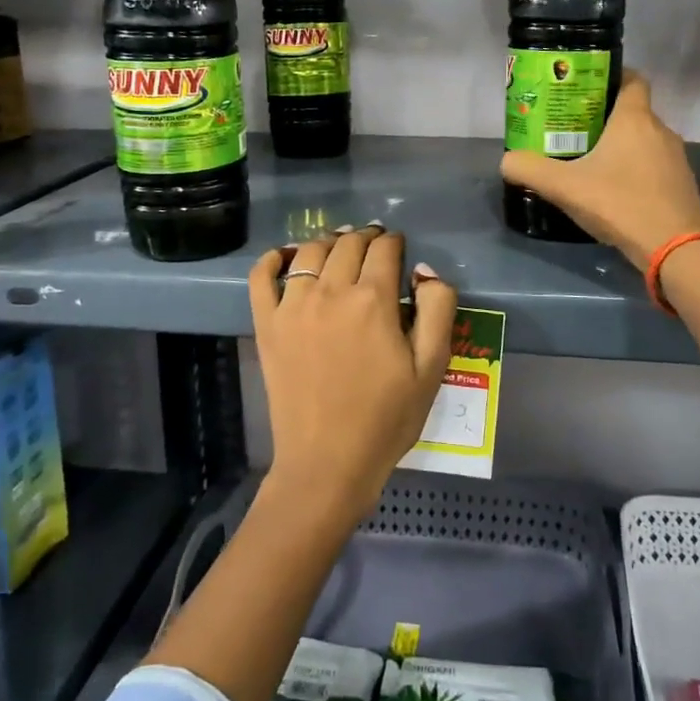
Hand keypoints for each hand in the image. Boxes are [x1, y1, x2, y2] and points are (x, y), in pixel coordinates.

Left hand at [248, 225, 458, 525]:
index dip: (395, 242)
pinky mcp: (267, 324)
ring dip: (329, 243)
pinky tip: (285, 256)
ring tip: (339, 250)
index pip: (385, 249)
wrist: (328, 462)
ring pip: (310, 252)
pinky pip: (262, 277)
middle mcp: (331, 291)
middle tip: (374, 246)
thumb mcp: (431, 368)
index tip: (399, 248)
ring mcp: (293, 306)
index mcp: (373, 300)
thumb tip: (423, 271)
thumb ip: (437, 309)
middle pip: (348, 244)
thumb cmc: (386, 418)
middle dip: (366, 238)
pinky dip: (273, 258)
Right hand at [501, 70, 699, 270]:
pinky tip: (616, 191)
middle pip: (633, 112)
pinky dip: (636, 170)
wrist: (676, 249)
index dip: (612, 77)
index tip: (587, 89)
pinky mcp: (682, 184)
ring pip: (644, 141)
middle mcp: (661, 130)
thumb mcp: (564, 187)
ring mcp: (676, 159)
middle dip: (606, 118)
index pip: (633, 79)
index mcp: (635, 119)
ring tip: (592, 162)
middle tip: (575, 131)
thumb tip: (507, 161)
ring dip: (622, 147)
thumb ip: (530, 170)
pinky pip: (655, 166)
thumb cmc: (619, 203)